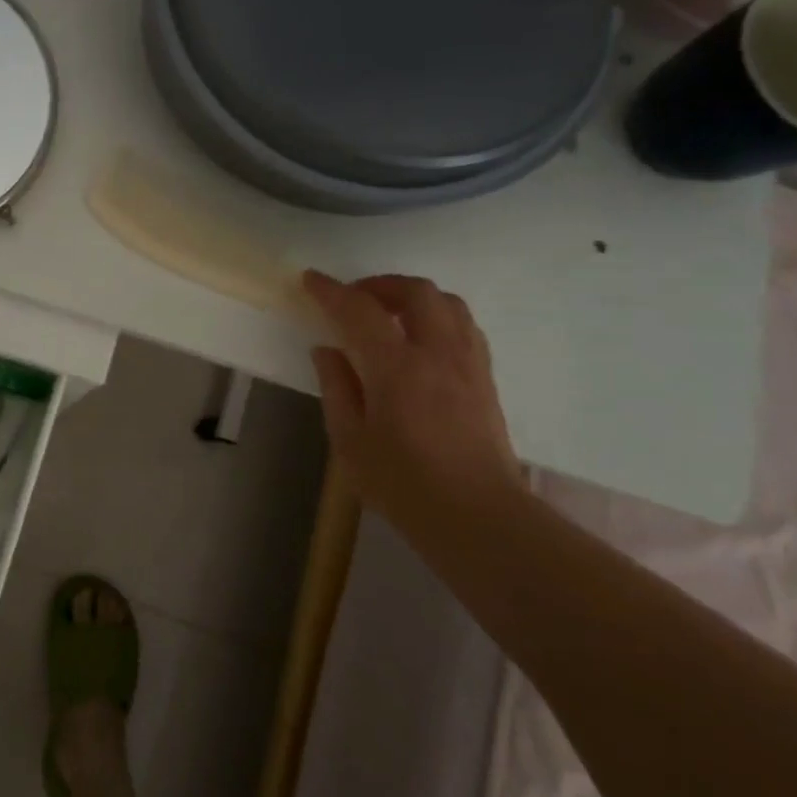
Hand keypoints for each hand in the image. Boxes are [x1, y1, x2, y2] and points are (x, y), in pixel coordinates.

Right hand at [303, 271, 527, 518]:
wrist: (477, 516)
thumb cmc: (403, 484)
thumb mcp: (349, 441)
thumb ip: (336, 388)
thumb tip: (327, 350)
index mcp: (396, 368)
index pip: (359, 311)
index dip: (331, 291)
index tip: (310, 280)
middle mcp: (437, 354)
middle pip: (415, 292)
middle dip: (379, 285)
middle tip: (354, 299)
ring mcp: (468, 364)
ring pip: (447, 303)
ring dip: (413, 296)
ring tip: (389, 313)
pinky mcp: (486, 379)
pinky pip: (464, 326)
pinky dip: (438, 316)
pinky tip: (422, 338)